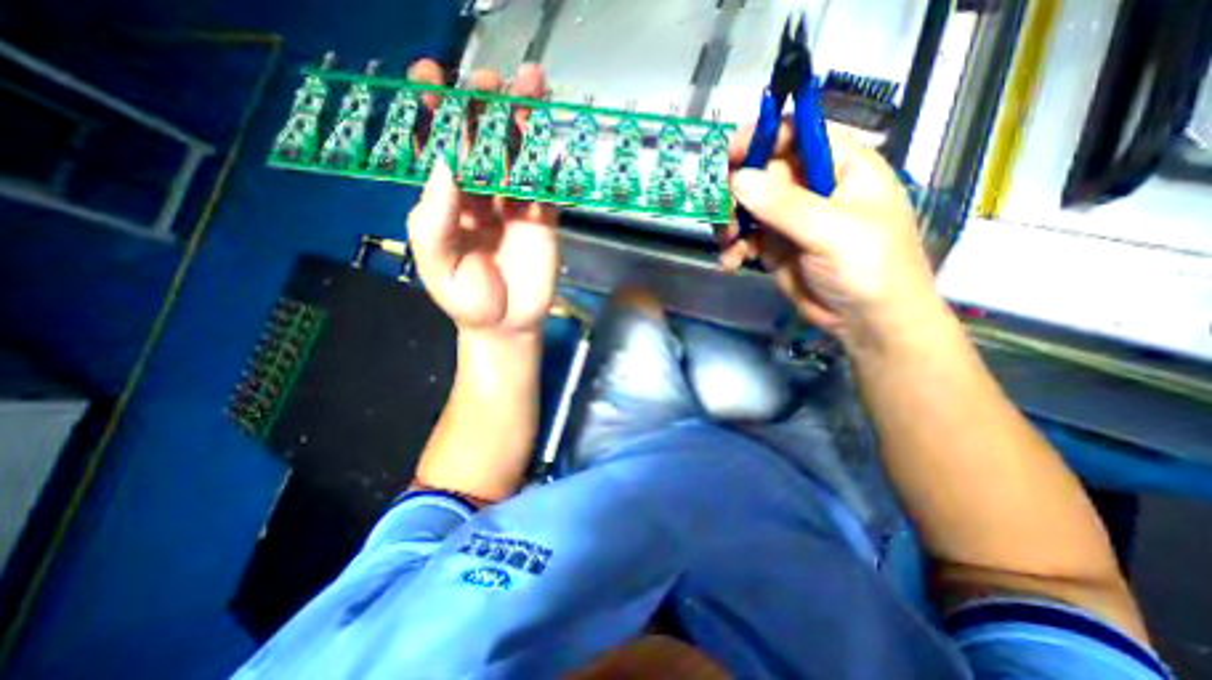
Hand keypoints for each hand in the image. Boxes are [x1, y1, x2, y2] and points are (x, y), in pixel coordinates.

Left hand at [407, 59, 556, 339]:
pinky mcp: (543, 217)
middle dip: (485, 107)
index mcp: (446, 201)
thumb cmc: (466, 298)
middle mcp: (479, 195)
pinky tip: (551, 136)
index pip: (439, 148)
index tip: (432, 76)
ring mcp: (514, 204)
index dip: (435, 112)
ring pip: (517, 157)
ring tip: (531, 86)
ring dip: (523, 122)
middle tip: (492, 79)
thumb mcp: (437, 263)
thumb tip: (444, 161)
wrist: (507, 324)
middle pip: (482, 142)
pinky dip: (549, 161)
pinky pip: (546, 185)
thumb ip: (434, 216)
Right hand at [717, 122, 946, 355]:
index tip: (729, 156)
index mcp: (840, 166)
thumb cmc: (869, 268)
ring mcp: (791, 219)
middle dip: (736, 192)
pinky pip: (746, 238)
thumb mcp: (831, 232)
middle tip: (722, 214)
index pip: (796, 134)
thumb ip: (785, 205)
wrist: (868, 322)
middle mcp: (812, 187)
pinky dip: (733, 248)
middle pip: (762, 172)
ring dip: (730, 223)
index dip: (761, 137)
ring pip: (747, 206)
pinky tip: (731, 263)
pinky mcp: (776, 246)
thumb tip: (738, 178)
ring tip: (727, 243)